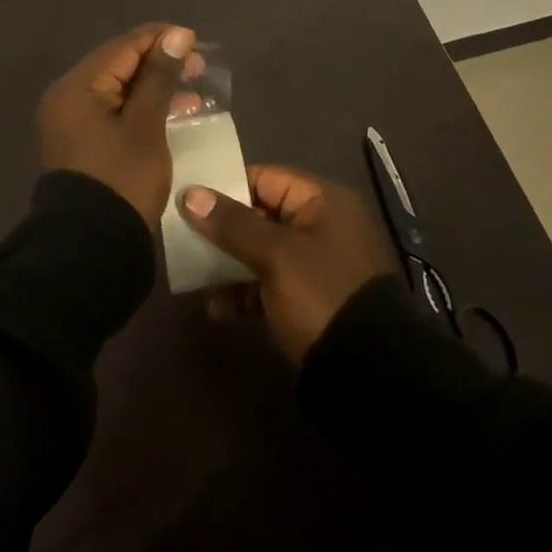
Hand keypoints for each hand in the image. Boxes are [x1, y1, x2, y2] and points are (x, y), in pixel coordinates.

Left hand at [37, 24, 199, 227]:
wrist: (90, 248)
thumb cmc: (121, 179)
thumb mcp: (146, 125)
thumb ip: (160, 77)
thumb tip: (177, 35)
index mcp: (77, 87)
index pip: (123, 47)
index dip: (160, 39)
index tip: (196, 41)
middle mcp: (67, 98)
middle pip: (118, 65)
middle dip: (159, 63)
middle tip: (198, 67)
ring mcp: (71, 122)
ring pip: (118, 89)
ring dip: (153, 87)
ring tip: (192, 92)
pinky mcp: (81, 143)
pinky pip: (113, 111)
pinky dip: (140, 108)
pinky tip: (171, 113)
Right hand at [180, 166, 396, 361]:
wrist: (368, 373)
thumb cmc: (321, 294)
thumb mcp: (275, 255)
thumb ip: (232, 223)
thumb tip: (190, 193)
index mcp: (323, 201)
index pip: (266, 178)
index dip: (227, 185)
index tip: (189, 197)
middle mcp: (322, 226)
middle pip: (261, 214)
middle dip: (223, 227)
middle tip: (183, 234)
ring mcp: (316, 265)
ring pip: (262, 251)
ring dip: (229, 261)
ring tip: (192, 272)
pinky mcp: (310, 300)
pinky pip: (269, 284)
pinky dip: (244, 291)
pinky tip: (215, 307)